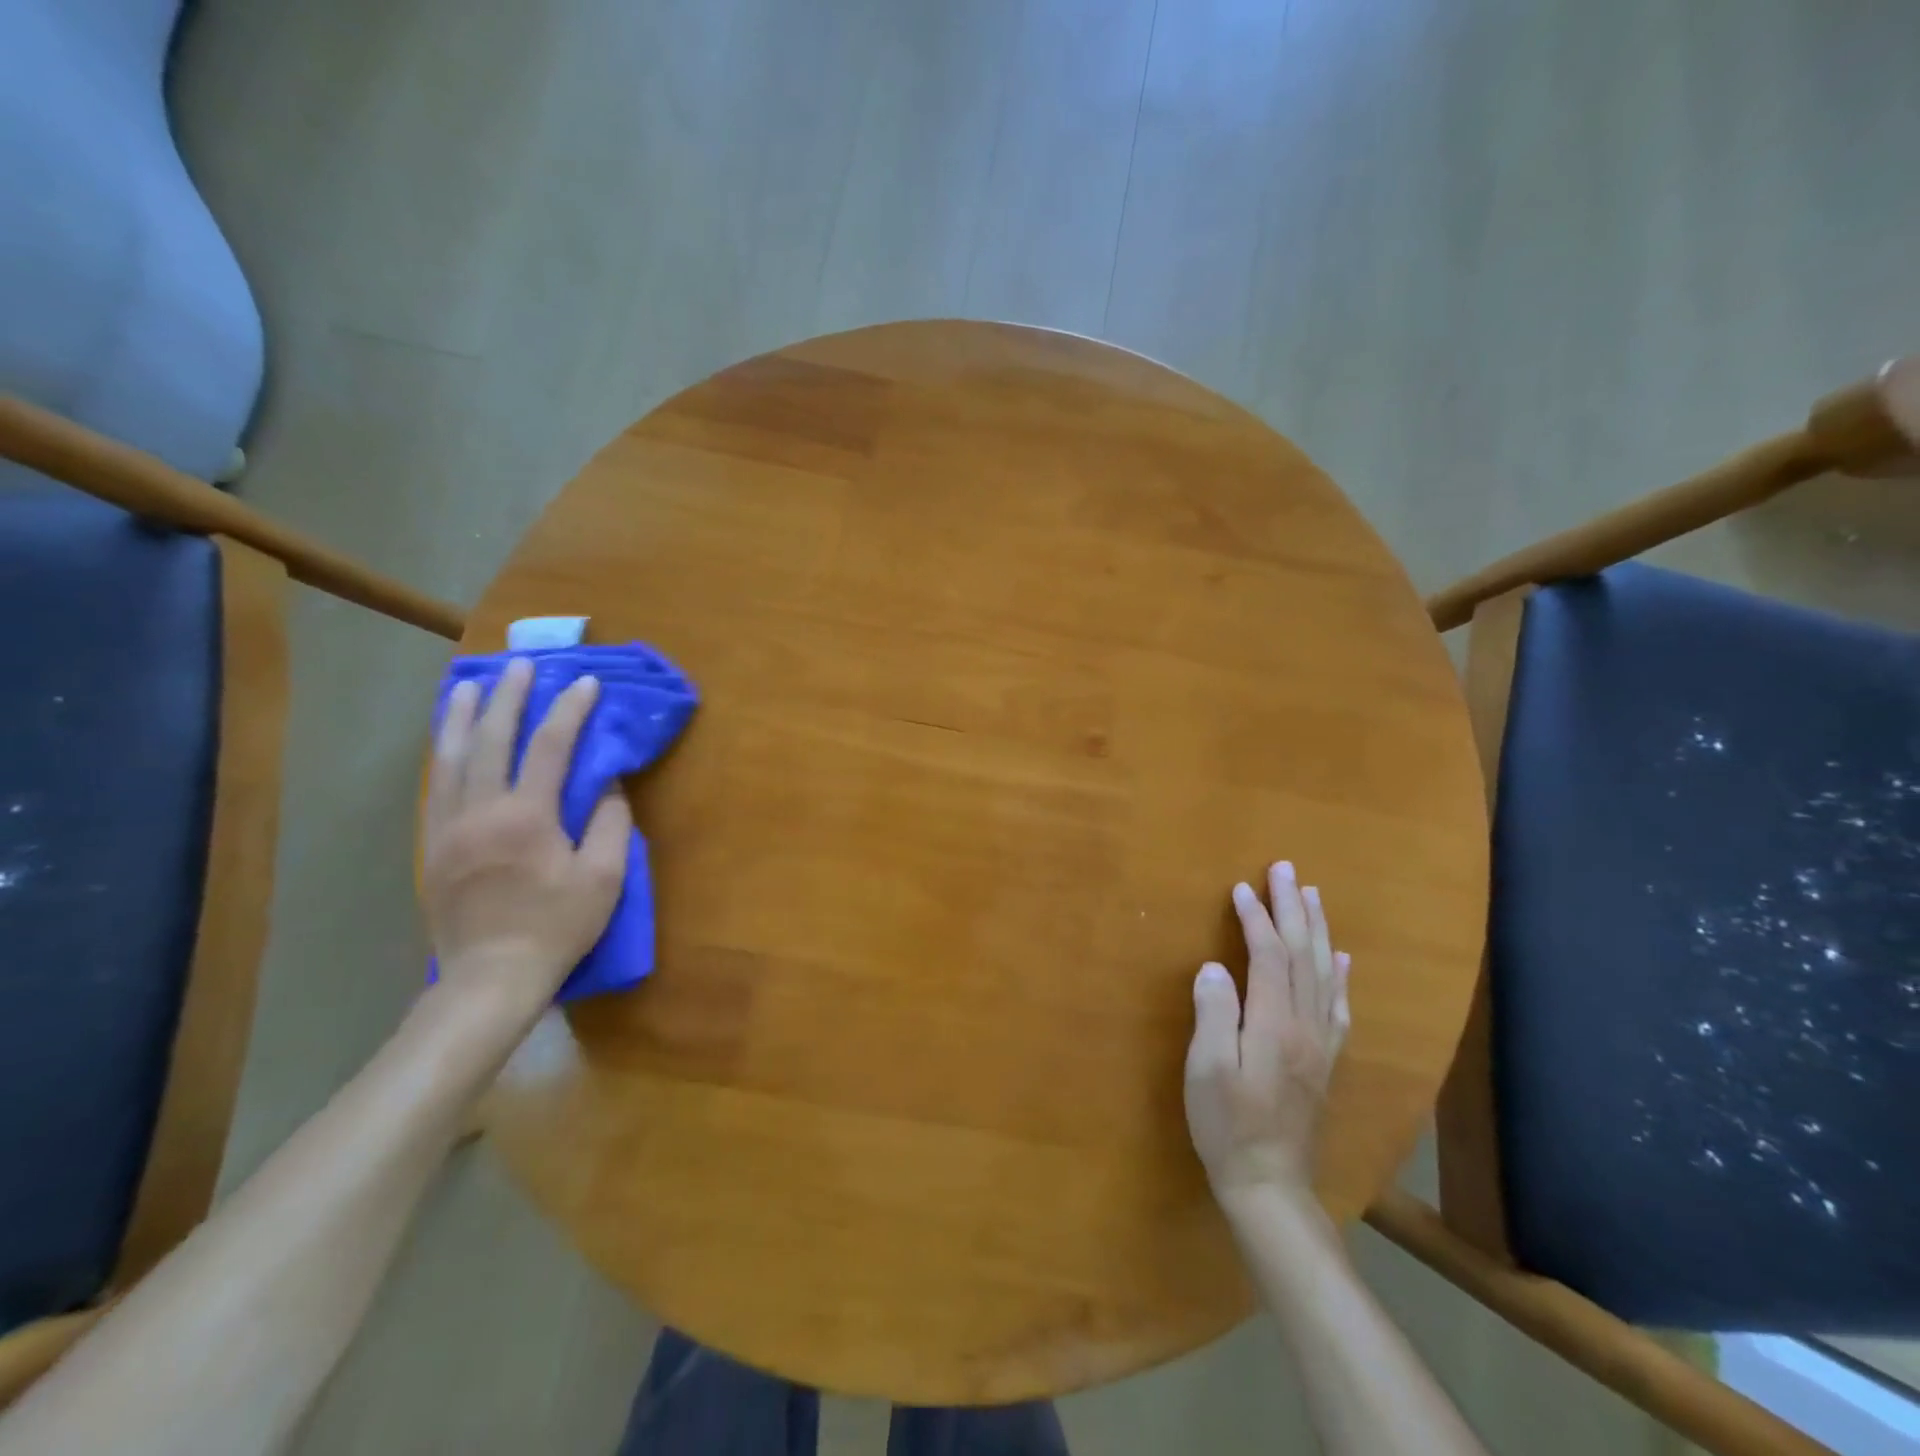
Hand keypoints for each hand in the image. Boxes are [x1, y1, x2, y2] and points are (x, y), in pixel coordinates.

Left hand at [422, 657, 631, 1022]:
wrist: (491, 976)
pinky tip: (448, 741)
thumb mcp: (603, 879)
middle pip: (490, 740)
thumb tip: (606, 783)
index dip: (569, 710)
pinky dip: (443, 754)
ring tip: (471, 685)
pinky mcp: (432, 846)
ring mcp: (448, 827)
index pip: (549, 747)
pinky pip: (436, 786)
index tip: (585, 683)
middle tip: (521, 665)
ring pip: (449, 758)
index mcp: (527, 817)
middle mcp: (481, 811)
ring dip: (462, 716)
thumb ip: (610, 823)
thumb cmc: (557, 926)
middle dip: (509, 698)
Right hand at [1185, 861, 1351, 1208]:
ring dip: (1317, 930)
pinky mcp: (1326, 1060)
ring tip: (1312, 896)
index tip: (1242, 887)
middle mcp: (1306, 1025)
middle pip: (1302, 955)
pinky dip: (1341, 975)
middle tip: (1286, 869)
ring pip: (1325, 973)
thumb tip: (1215, 966)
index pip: (1268, 955)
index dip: (1256, 917)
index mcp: (1273, 1023)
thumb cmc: (1227, 1124)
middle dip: (1292, 908)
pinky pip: (1340, 1006)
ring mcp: (1321, 1043)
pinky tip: (1342, 958)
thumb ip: (1213, 1013)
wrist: (1270, 1184)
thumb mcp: (1206, 1069)